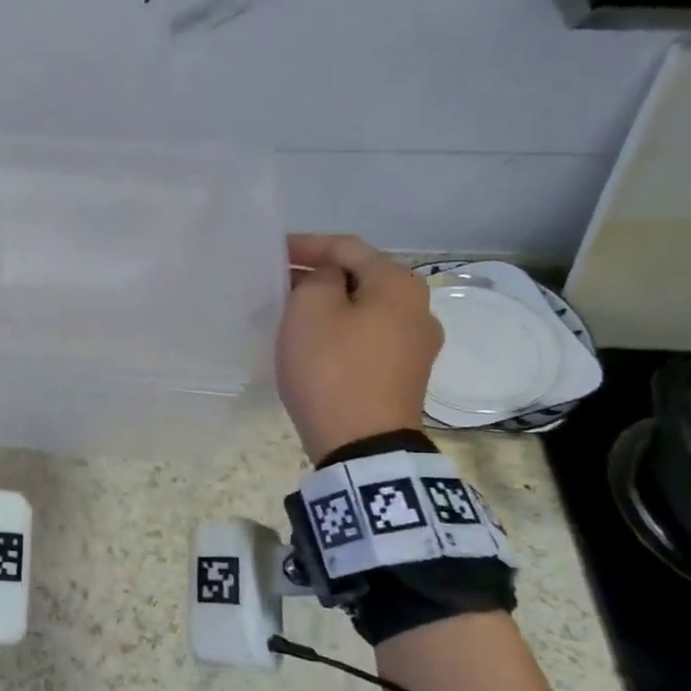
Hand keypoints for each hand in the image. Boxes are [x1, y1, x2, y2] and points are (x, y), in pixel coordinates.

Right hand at [277, 234, 442, 460]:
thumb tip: (329, 280)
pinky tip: (314, 342)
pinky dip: (340, 330)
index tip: (271, 253)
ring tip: (290, 311)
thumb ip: (317, 278)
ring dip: (328, 304)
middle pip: (360, 277)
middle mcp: (419, 309)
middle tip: (276, 282)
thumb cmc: (332, 368)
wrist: (362, 445)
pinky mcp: (404, 375)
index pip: (348, 247)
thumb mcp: (310, 310)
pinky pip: (368, 337)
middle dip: (317, 275)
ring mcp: (417, 346)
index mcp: (399, 285)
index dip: (306, 245)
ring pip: (364, 309)